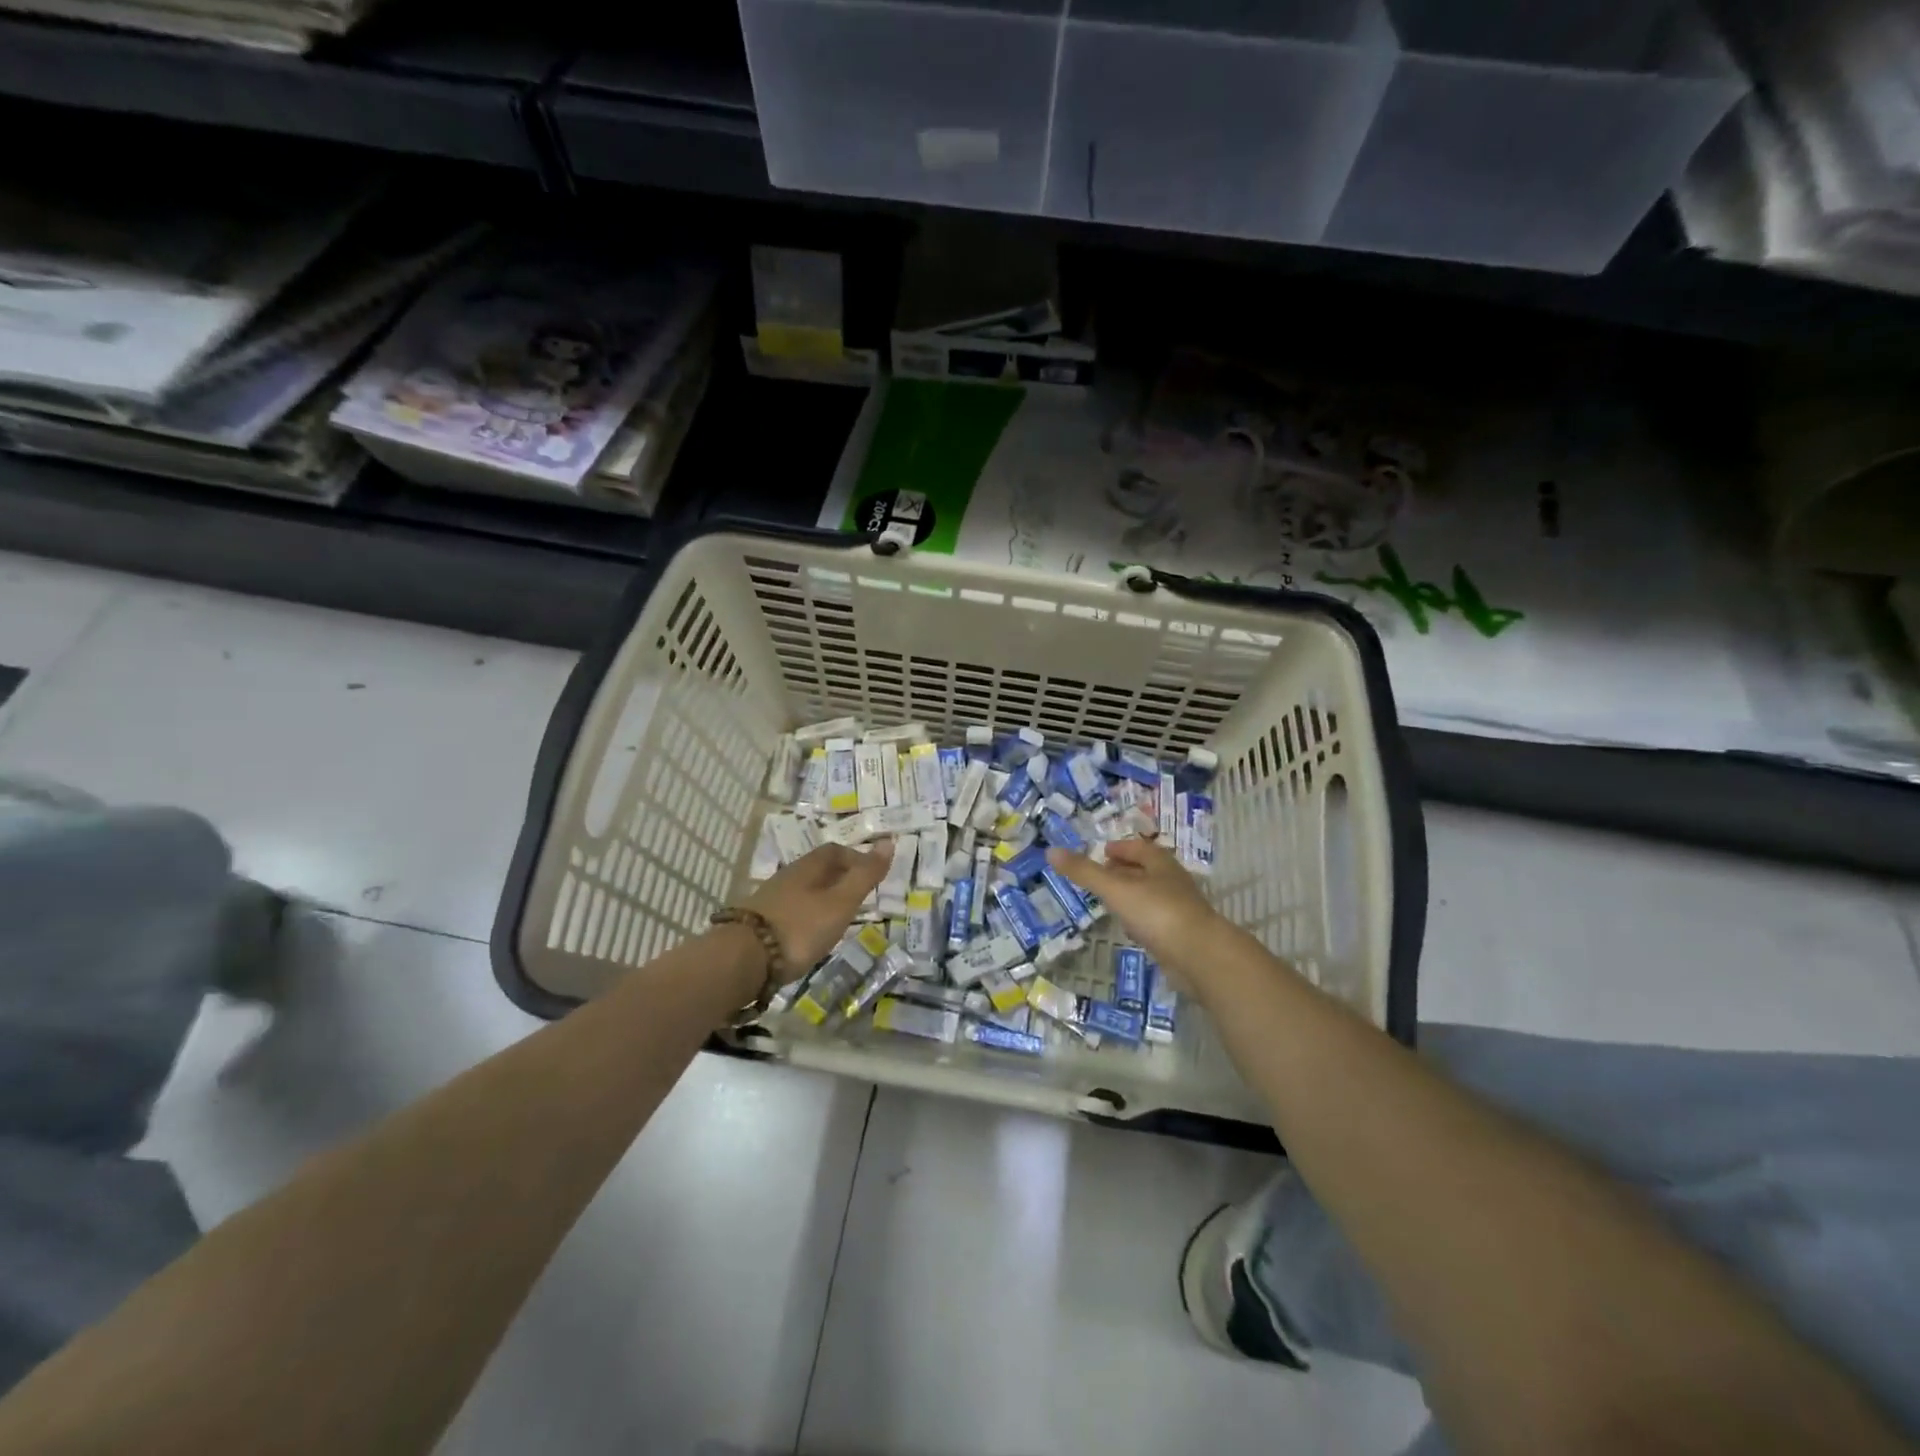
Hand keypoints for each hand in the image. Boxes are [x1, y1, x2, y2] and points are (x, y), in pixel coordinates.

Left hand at [742, 841, 892, 978]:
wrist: (743, 959)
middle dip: (840, 878)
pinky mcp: (760, 922)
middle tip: (859, 897)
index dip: (856, 858)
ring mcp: (771, 899)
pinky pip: (791, 909)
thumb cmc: (801, 927)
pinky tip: (810, 934)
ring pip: (804, 890)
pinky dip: (807, 915)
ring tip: (838, 918)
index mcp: (809, 867)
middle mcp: (788, 876)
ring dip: (823, 898)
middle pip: (818, 869)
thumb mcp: (841, 902)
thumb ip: (865, 875)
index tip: (872, 876)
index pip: (835, 851)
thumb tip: (888, 841)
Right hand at [1046, 838, 1224, 984]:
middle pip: (1146, 870)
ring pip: (1150, 895)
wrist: (1199, 956)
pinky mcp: (1180, 935)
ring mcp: (1178, 909)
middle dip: (1124, 870)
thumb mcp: (1115, 889)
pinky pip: (1155, 920)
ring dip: (1132, 895)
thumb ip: (1084, 872)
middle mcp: (1172, 882)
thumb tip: (1051, 851)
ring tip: (1110, 901)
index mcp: (1160, 863)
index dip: (1120, 848)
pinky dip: (1140, 919)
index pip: (1138, 848)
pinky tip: (1129, 929)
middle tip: (1101, 875)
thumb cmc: (1157, 912)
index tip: (1102, 852)